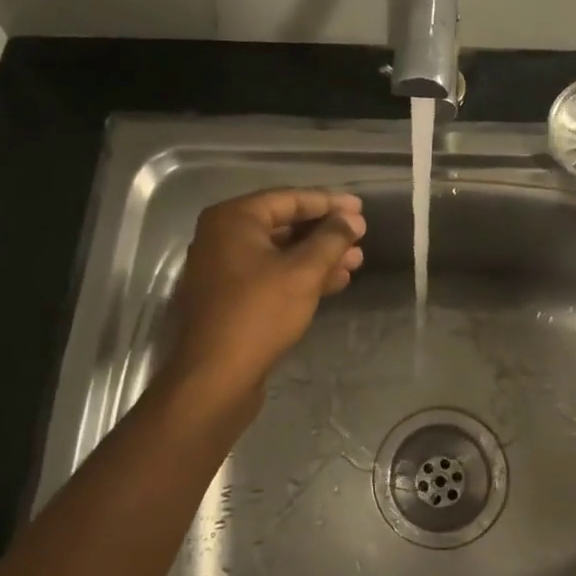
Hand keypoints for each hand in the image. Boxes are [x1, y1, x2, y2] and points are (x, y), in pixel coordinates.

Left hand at [168, 189, 365, 401]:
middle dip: (325, 232)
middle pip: (284, 224)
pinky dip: (302, 276)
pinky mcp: (231, 298)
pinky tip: (335, 282)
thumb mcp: (303, 272)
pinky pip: (272, 275)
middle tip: (360, 236)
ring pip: (280, 253)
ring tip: (356, 261)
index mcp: (233, 219)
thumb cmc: (259, 313)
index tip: (360, 209)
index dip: (328, 202)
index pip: (289, 199)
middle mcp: (223, 237)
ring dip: (318, 256)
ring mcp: (224, 269)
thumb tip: (351, 220)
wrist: (216, 377)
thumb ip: (331, 240)